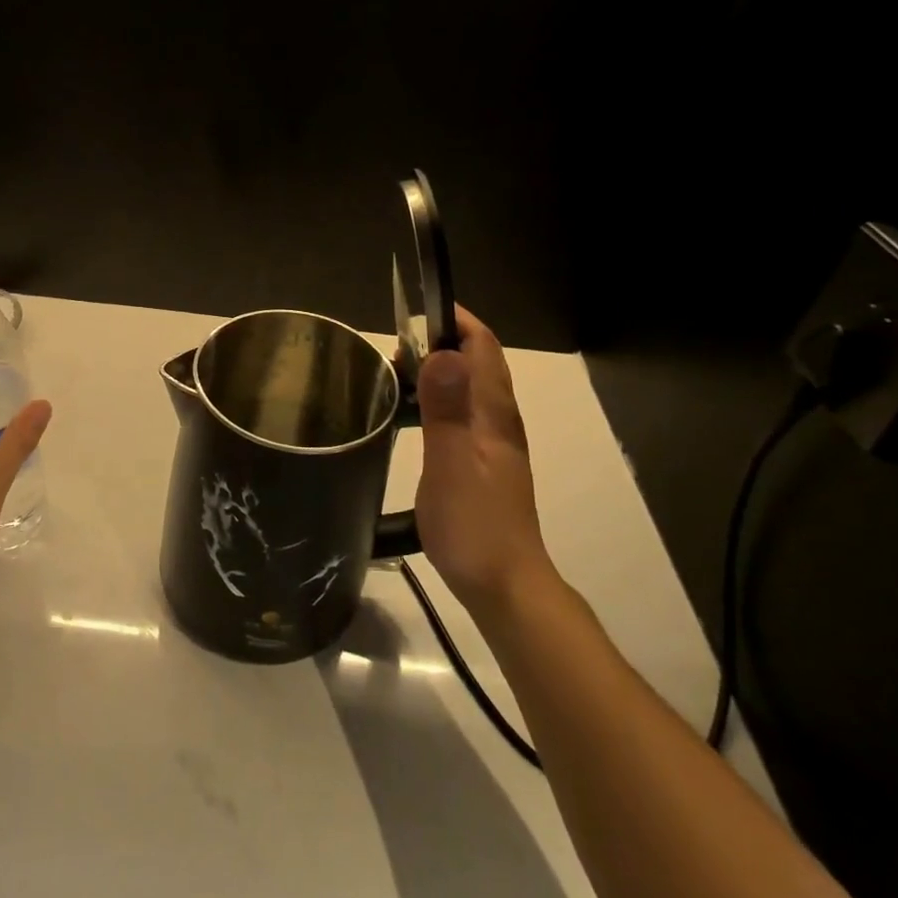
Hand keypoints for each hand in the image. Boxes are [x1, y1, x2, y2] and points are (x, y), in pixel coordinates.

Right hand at [414, 306, 548, 612]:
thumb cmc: (474, 524)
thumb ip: (447, 409)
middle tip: (393, 348)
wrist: (504, 585)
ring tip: (395, 375)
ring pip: (468, 388)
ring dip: (437, 370)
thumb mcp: (451, 464)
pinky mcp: (483, 462)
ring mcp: (493, 442)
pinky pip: (461, 413)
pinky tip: (411, 417)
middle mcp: (499, 420)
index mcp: (494, 413)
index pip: (483, 346)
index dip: (455, 320)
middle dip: (440, 341)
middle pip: (477, 362)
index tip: (414, 312)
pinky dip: (436, 399)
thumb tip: (443, 351)